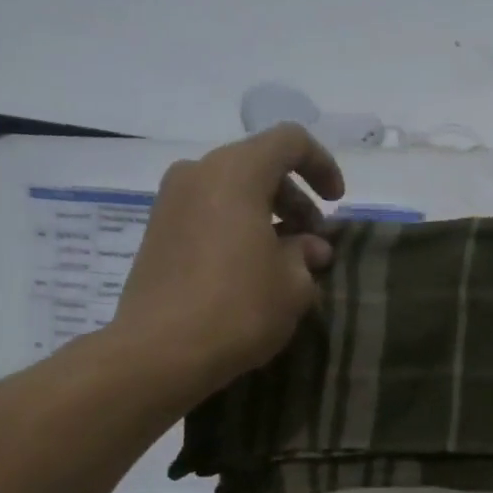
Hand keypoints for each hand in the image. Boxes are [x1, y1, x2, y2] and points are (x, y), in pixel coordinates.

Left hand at [112, 123, 345, 396]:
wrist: (160, 351)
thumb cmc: (238, 309)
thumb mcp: (292, 285)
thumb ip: (306, 255)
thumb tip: (310, 248)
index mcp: (235, 172)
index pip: (289, 141)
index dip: (322, 165)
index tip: (336, 202)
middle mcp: (198, 174)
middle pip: (258, 166)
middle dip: (294, 199)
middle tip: (313, 242)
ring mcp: (170, 202)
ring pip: (231, 191)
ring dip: (266, 216)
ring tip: (286, 262)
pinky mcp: (157, 233)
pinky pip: (208, 214)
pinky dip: (237, 229)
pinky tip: (251, 271)